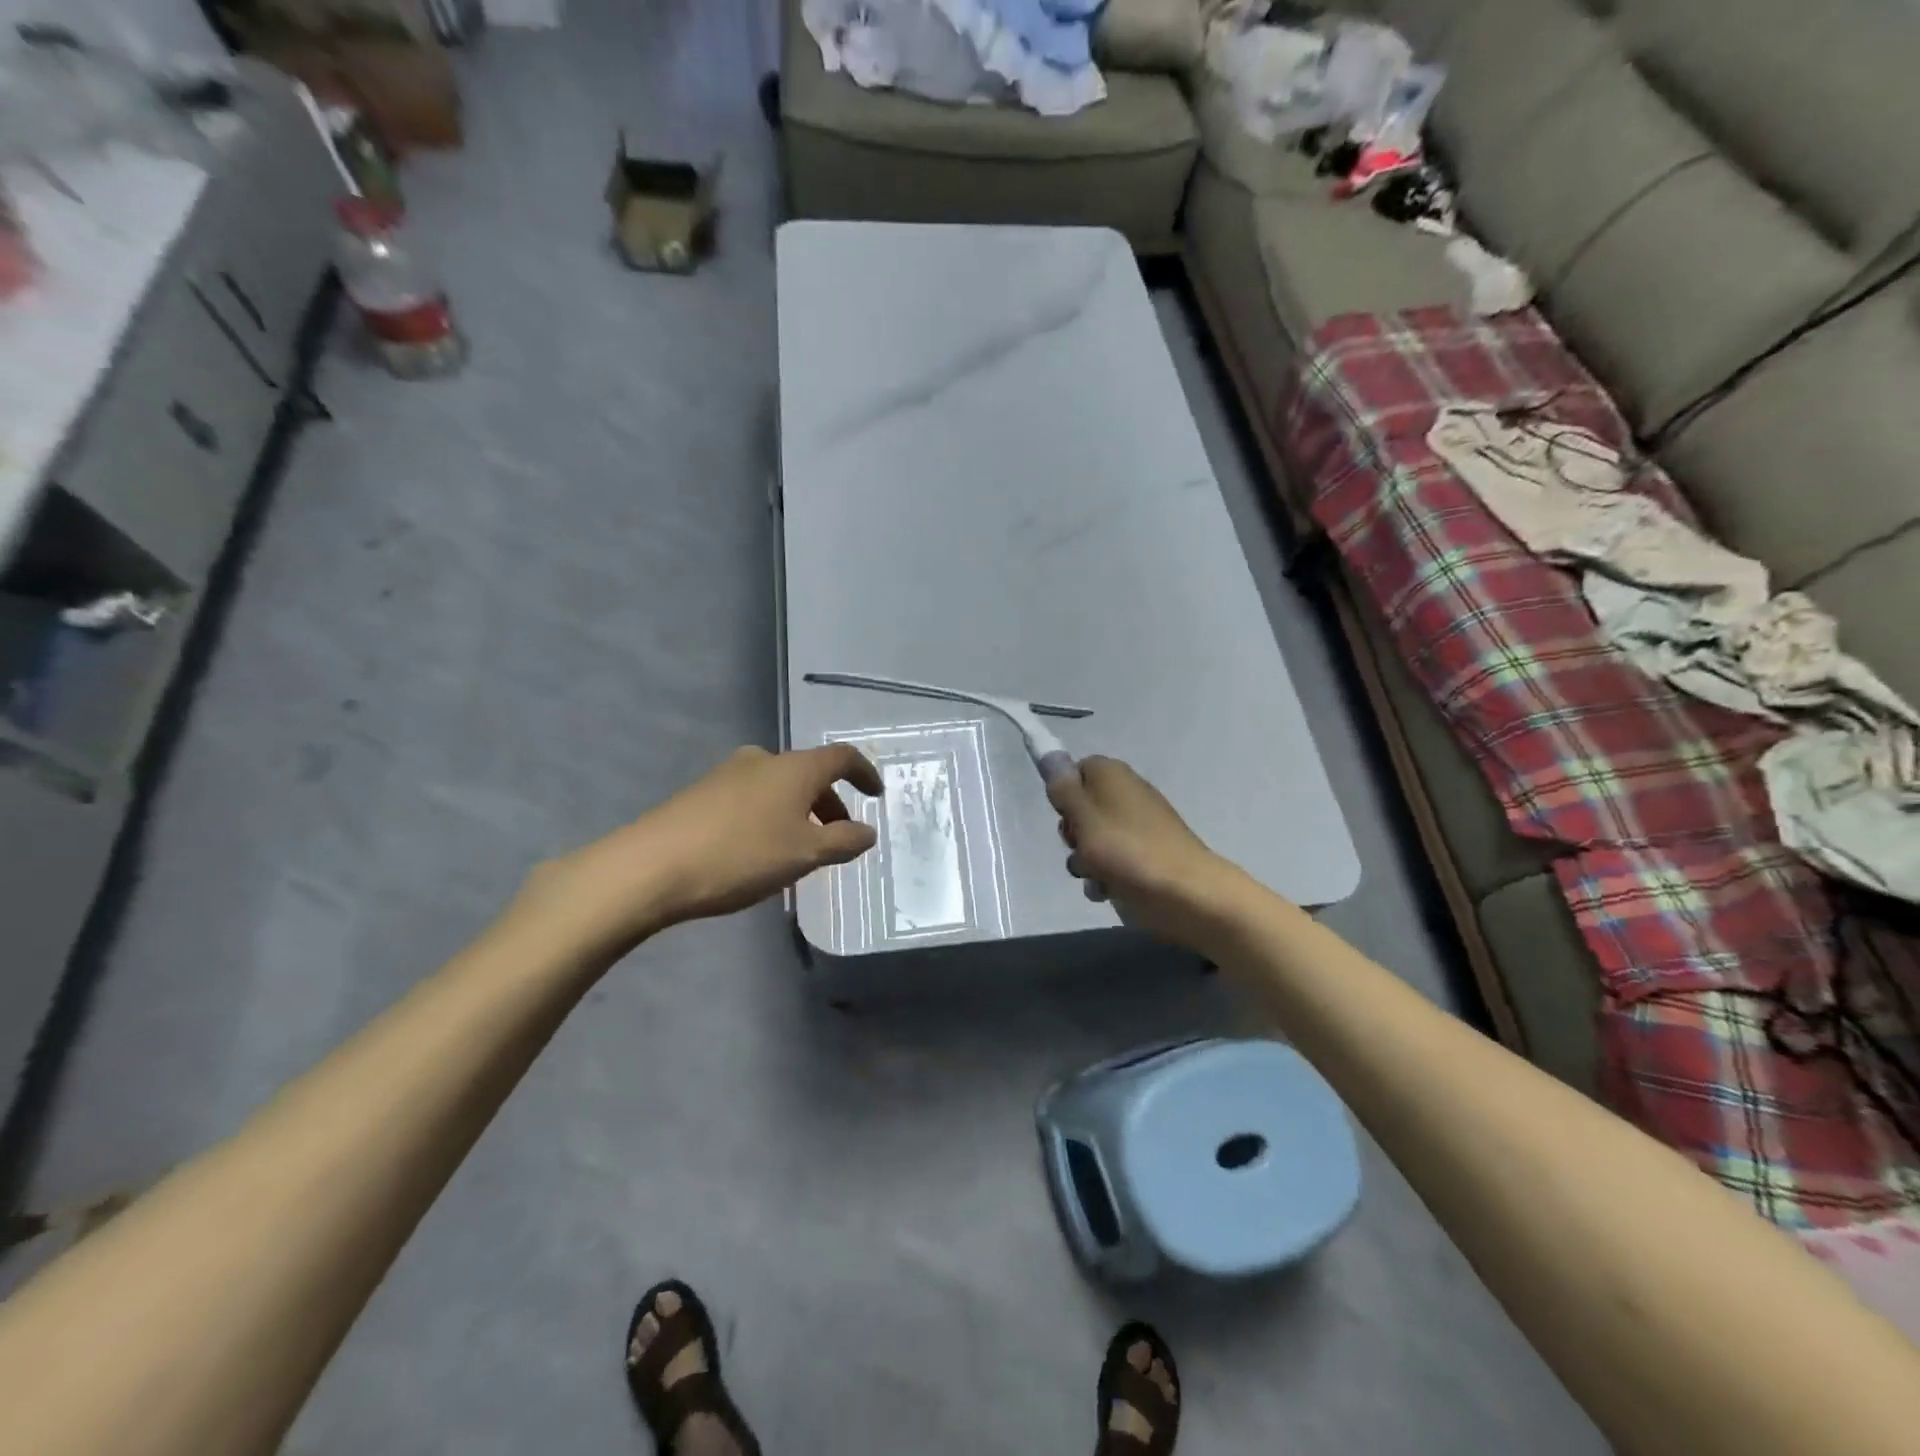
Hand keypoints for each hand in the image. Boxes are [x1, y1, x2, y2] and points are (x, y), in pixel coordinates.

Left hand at [519, 745, 882, 954]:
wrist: (651, 866)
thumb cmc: (742, 855)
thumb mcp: (805, 854)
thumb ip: (843, 841)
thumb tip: (867, 831)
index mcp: (795, 768)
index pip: (842, 757)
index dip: (864, 773)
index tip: (876, 794)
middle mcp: (763, 760)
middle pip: (809, 773)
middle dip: (830, 801)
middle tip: (838, 835)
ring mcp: (728, 774)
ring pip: (779, 786)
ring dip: (799, 811)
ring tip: (800, 849)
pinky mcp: (701, 793)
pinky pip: (752, 797)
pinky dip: (771, 816)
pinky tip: (760, 849)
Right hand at [1047, 756, 1251, 948]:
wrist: (1184, 893)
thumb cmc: (1126, 849)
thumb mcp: (1083, 816)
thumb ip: (1062, 787)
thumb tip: (1049, 754)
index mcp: (1111, 775)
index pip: (1076, 770)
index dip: (1064, 794)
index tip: (1063, 815)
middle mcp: (1126, 794)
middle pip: (1082, 808)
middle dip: (1073, 832)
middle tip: (1079, 845)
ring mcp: (1138, 826)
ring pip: (1093, 839)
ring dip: (1085, 860)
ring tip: (1095, 875)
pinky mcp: (1146, 855)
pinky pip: (1112, 861)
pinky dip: (1105, 875)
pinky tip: (1107, 890)